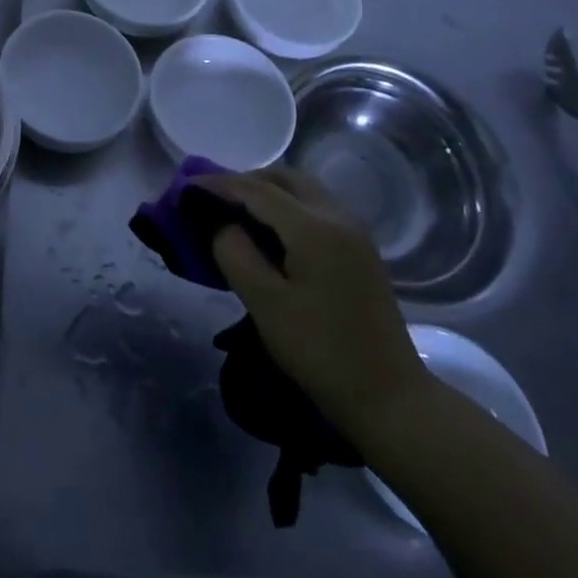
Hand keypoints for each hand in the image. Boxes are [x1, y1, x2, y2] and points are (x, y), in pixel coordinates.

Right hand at [199, 167, 429, 439]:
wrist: (392, 399)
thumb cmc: (322, 353)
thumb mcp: (266, 305)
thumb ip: (235, 254)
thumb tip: (221, 225)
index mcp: (314, 227)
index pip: (256, 189)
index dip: (218, 184)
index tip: (186, 186)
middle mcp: (337, 216)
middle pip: (283, 178)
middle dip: (245, 182)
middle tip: (213, 200)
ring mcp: (354, 230)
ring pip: (302, 189)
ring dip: (268, 191)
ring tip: (237, 214)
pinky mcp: (361, 248)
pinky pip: (316, 207)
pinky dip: (287, 206)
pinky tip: (271, 232)